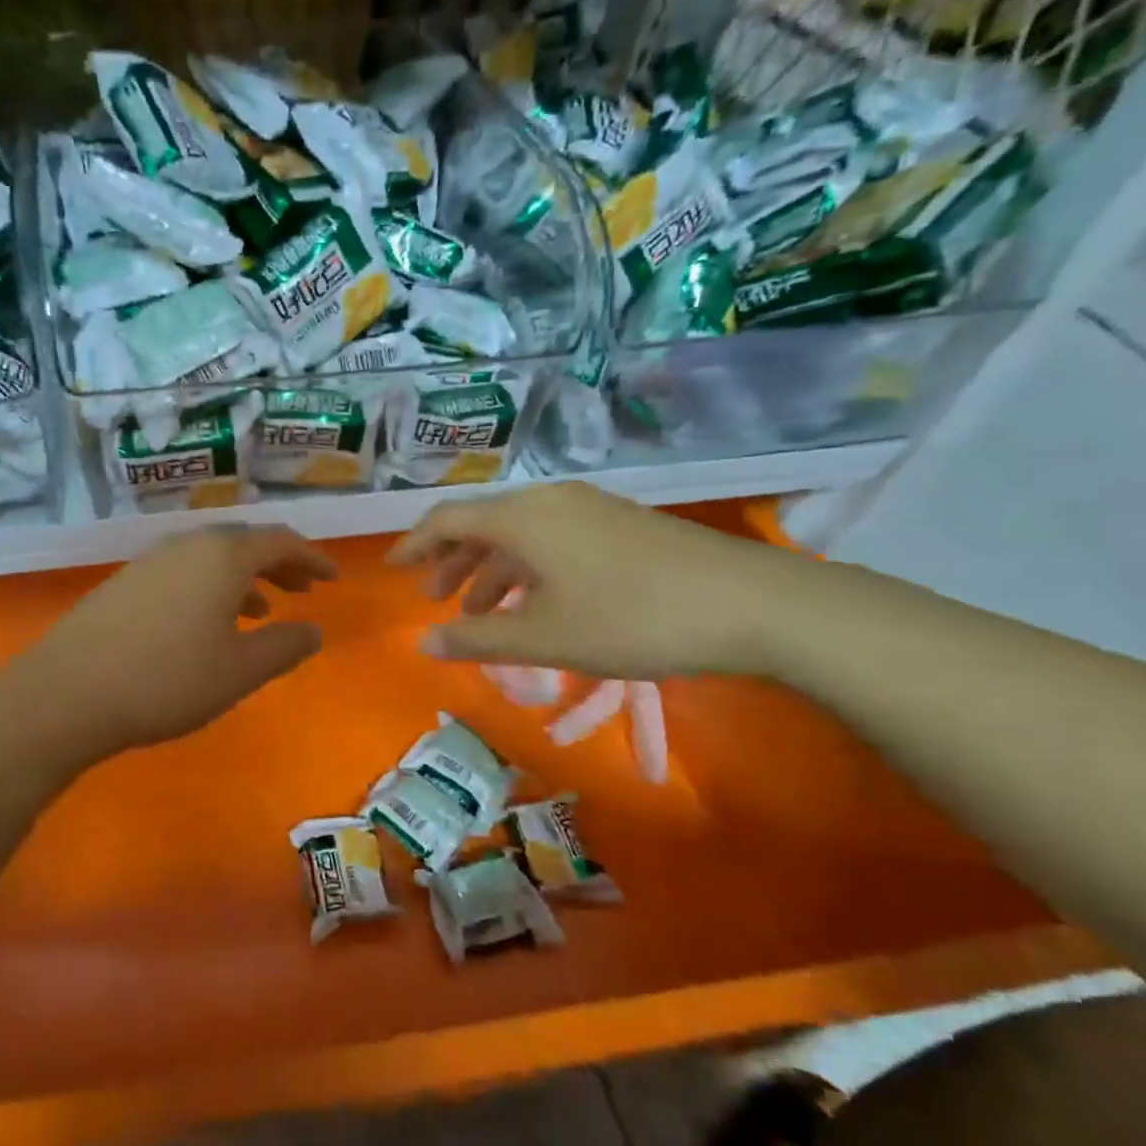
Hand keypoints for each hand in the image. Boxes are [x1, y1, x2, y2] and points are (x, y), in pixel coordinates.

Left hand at [8, 525, 336, 760]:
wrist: (67, 692)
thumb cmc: (167, 680)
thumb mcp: (238, 671)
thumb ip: (284, 647)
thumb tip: (316, 630)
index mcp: (222, 556)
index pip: (280, 540)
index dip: (312, 557)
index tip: (333, 578)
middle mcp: (187, 545)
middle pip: (244, 543)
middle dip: (279, 564)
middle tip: (303, 588)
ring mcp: (150, 561)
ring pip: (211, 558)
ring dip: (243, 577)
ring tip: (263, 609)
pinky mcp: (124, 582)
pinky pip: (183, 572)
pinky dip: (210, 587)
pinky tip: (207, 623)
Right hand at [388, 483, 792, 679]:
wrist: (753, 604)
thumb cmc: (631, 619)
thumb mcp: (544, 637)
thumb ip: (477, 639)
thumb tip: (423, 644)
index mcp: (521, 518)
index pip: (447, 520)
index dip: (413, 545)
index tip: (391, 568)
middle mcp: (548, 501)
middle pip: (481, 523)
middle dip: (451, 561)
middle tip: (435, 598)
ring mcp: (588, 508)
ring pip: (518, 532)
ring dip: (490, 568)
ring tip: (481, 611)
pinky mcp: (618, 523)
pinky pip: (550, 537)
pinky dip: (526, 567)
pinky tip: (536, 601)